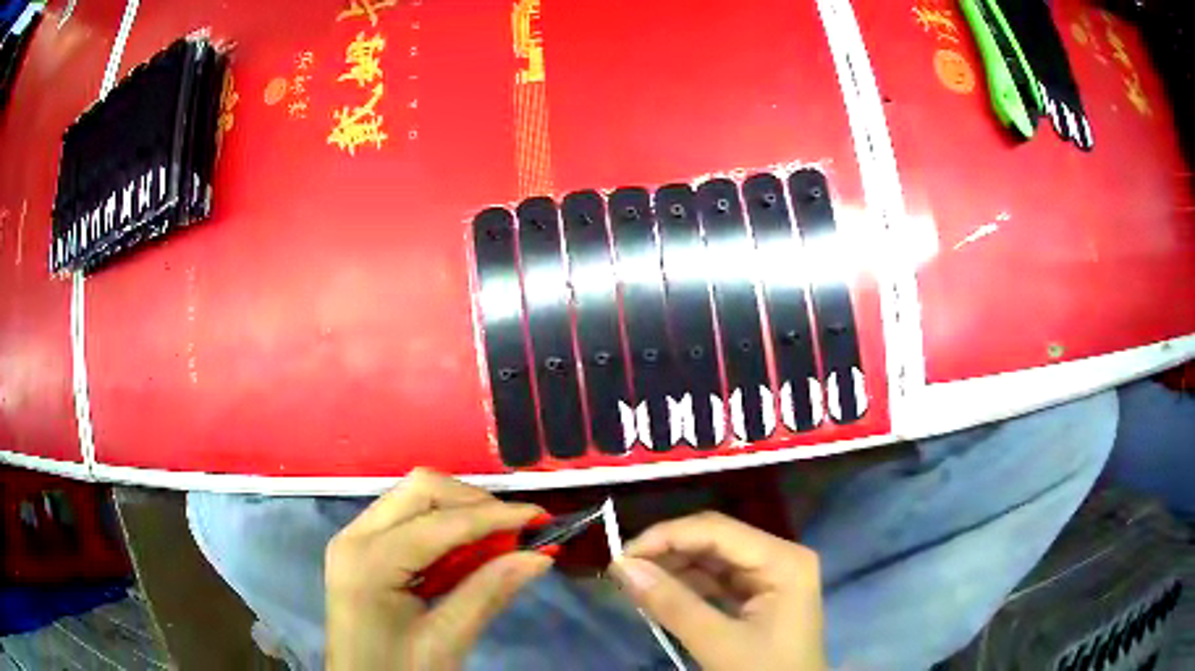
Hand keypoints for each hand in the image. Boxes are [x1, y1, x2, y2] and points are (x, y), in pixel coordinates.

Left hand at [325, 469, 551, 669]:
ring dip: (459, 511)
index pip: (440, 523)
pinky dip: (442, 526)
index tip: (541, 518)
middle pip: (420, 490)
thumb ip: (489, 593)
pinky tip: (466, 552)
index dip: (494, 516)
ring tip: (497, 542)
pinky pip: (406, 518)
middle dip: (473, 502)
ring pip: (413, 498)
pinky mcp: (361, 549)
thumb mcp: (446, 641)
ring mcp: (354, 539)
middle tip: (516, 531)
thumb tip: (540, 556)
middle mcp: (355, 535)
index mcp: (369, 560)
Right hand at [611, 511, 826, 670]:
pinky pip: (718, 581)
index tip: (620, 557)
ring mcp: (771, 577)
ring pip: (713, 560)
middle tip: (623, 570)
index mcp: (783, 559)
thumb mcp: (718, 643)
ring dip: (674, 569)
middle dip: (668, 552)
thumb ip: (671, 604)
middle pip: (716, 540)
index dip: (666, 537)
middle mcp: (779, 557)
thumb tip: (622, 567)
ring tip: (634, 581)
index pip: (717, 530)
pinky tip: (659, 594)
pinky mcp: (760, 597)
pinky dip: (687, 587)